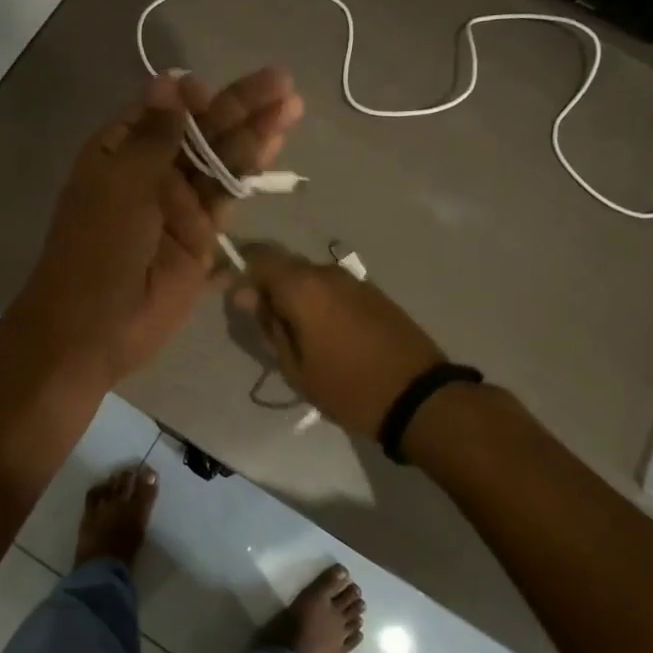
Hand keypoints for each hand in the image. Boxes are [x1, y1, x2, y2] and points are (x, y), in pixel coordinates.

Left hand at [12, 68, 302, 389]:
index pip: (164, 111)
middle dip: (239, 106)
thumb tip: (169, 79)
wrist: (96, 327)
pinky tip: (275, 144)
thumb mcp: (122, 183)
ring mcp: (179, 204)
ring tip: (291, 104)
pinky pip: (228, 196)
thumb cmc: (98, 247)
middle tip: (282, 82)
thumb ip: (156, 134)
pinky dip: (250, 172)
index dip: (193, 98)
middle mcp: (152, 171)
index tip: (214, 90)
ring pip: (221, 160)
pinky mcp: (202, 235)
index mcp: (120, 151)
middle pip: (201, 131)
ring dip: (254, 132)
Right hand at [230, 244, 445, 437]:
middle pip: (285, 266)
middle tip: (267, 326)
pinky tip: (327, 334)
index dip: (240, 269)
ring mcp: (354, 280)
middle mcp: (327, 272)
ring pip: (310, 278)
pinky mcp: (374, 293)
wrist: (418, 396)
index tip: (233, 295)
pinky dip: (321, 303)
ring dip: (297, 297)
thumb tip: (246, 296)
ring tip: (298, 336)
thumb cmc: (347, 387)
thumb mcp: (296, 367)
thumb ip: (269, 325)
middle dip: (269, 288)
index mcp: (302, 287)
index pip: (258, 256)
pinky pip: (334, 288)